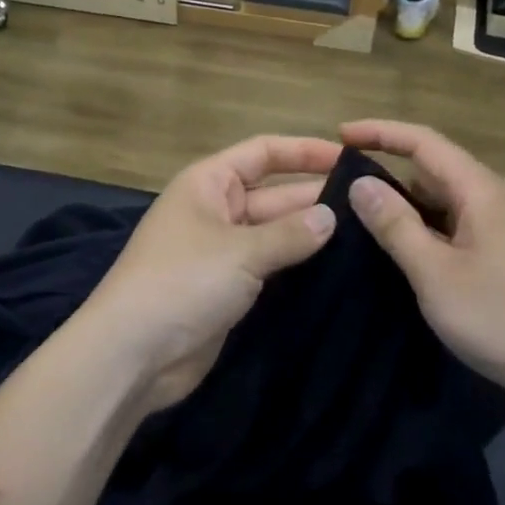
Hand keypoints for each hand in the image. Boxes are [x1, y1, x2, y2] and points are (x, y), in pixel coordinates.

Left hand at [79, 135, 341, 412]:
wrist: (132, 353)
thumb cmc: (182, 282)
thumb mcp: (240, 252)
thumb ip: (290, 234)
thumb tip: (331, 216)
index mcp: (208, 182)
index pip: (263, 152)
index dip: (305, 151)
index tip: (352, 158)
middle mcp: (215, 210)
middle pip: (273, 193)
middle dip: (315, 197)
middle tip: (371, 206)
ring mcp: (220, 251)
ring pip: (273, 233)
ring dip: (309, 235)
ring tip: (366, 236)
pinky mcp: (226, 289)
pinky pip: (267, 267)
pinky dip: (295, 266)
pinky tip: (335, 269)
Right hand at [340, 120, 504, 402]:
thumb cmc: (501, 317)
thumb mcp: (435, 272)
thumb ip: (396, 225)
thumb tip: (360, 183)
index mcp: (479, 190)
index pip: (423, 141)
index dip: (381, 132)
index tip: (339, 134)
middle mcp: (488, 199)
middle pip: (430, 167)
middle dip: (386, 168)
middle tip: (338, 184)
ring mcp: (494, 229)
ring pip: (438, 200)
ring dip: (401, 203)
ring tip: (355, 216)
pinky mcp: (495, 256)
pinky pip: (447, 226)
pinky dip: (418, 229)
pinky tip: (394, 250)